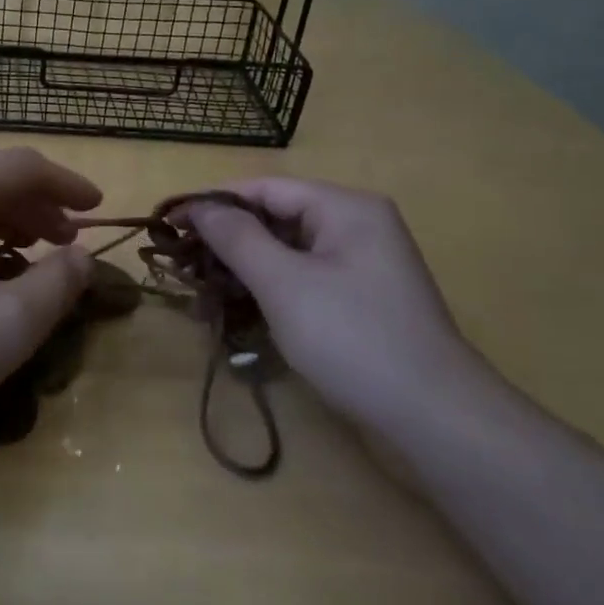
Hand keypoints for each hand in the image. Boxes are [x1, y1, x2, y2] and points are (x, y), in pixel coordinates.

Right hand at [184, 178, 485, 425]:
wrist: (433, 416)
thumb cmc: (352, 338)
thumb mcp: (284, 283)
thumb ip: (237, 238)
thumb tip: (198, 205)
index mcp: (345, 208)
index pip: (265, 188)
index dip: (214, 203)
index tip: (170, 224)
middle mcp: (356, 226)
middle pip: (276, 218)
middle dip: (227, 241)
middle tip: (182, 264)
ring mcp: (360, 265)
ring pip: (286, 252)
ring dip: (243, 269)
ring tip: (201, 291)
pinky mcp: (358, 299)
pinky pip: (302, 279)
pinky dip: (268, 290)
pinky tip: (237, 310)